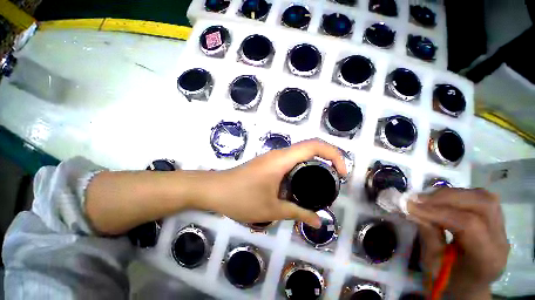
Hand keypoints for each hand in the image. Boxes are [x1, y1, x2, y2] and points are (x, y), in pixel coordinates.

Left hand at [197, 139, 346, 227]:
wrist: (214, 190)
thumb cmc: (241, 198)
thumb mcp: (272, 209)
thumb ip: (297, 213)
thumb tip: (318, 222)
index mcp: (282, 159)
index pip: (314, 146)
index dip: (333, 154)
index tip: (342, 172)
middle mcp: (279, 154)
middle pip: (309, 148)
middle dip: (327, 159)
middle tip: (333, 180)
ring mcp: (272, 157)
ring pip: (299, 154)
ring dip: (313, 165)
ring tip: (320, 185)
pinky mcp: (267, 163)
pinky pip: (290, 161)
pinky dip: (301, 169)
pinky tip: (300, 185)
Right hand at [408, 188, 508, 298]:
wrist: (469, 286)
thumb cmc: (449, 281)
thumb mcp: (433, 264)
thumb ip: (428, 235)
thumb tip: (413, 209)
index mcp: (487, 259)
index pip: (469, 225)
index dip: (438, 212)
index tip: (409, 205)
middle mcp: (501, 240)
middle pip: (482, 204)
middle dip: (445, 197)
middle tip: (417, 199)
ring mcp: (502, 229)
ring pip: (483, 197)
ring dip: (452, 194)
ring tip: (427, 198)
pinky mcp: (497, 220)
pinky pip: (480, 198)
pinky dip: (458, 195)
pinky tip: (442, 200)